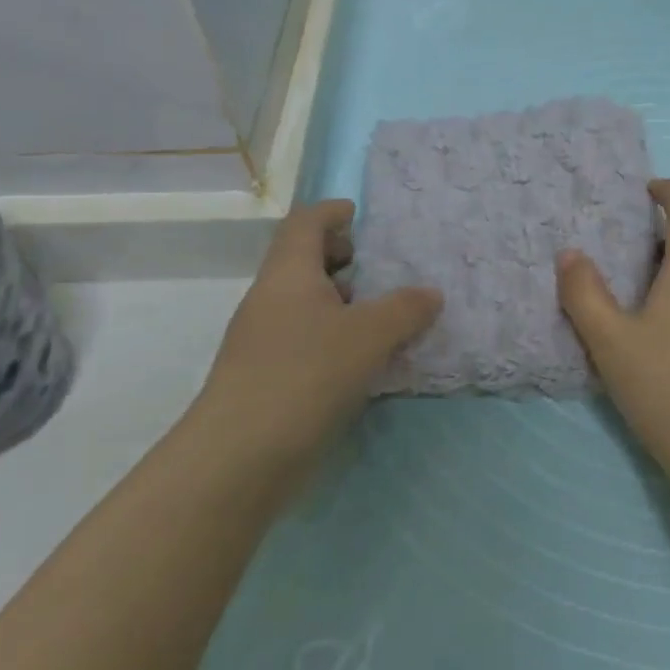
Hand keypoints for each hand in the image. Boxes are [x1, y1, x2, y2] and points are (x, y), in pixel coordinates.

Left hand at [191, 200, 440, 488]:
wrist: (238, 458)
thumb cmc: (305, 375)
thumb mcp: (368, 336)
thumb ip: (404, 309)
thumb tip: (431, 293)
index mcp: (288, 274)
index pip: (305, 223)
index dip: (332, 212)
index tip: (361, 215)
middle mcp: (271, 300)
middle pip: (304, 261)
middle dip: (343, 259)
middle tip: (382, 270)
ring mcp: (264, 341)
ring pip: (306, 304)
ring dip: (343, 303)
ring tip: (384, 316)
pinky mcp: (267, 378)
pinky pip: (306, 339)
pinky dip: (336, 337)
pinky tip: (365, 360)